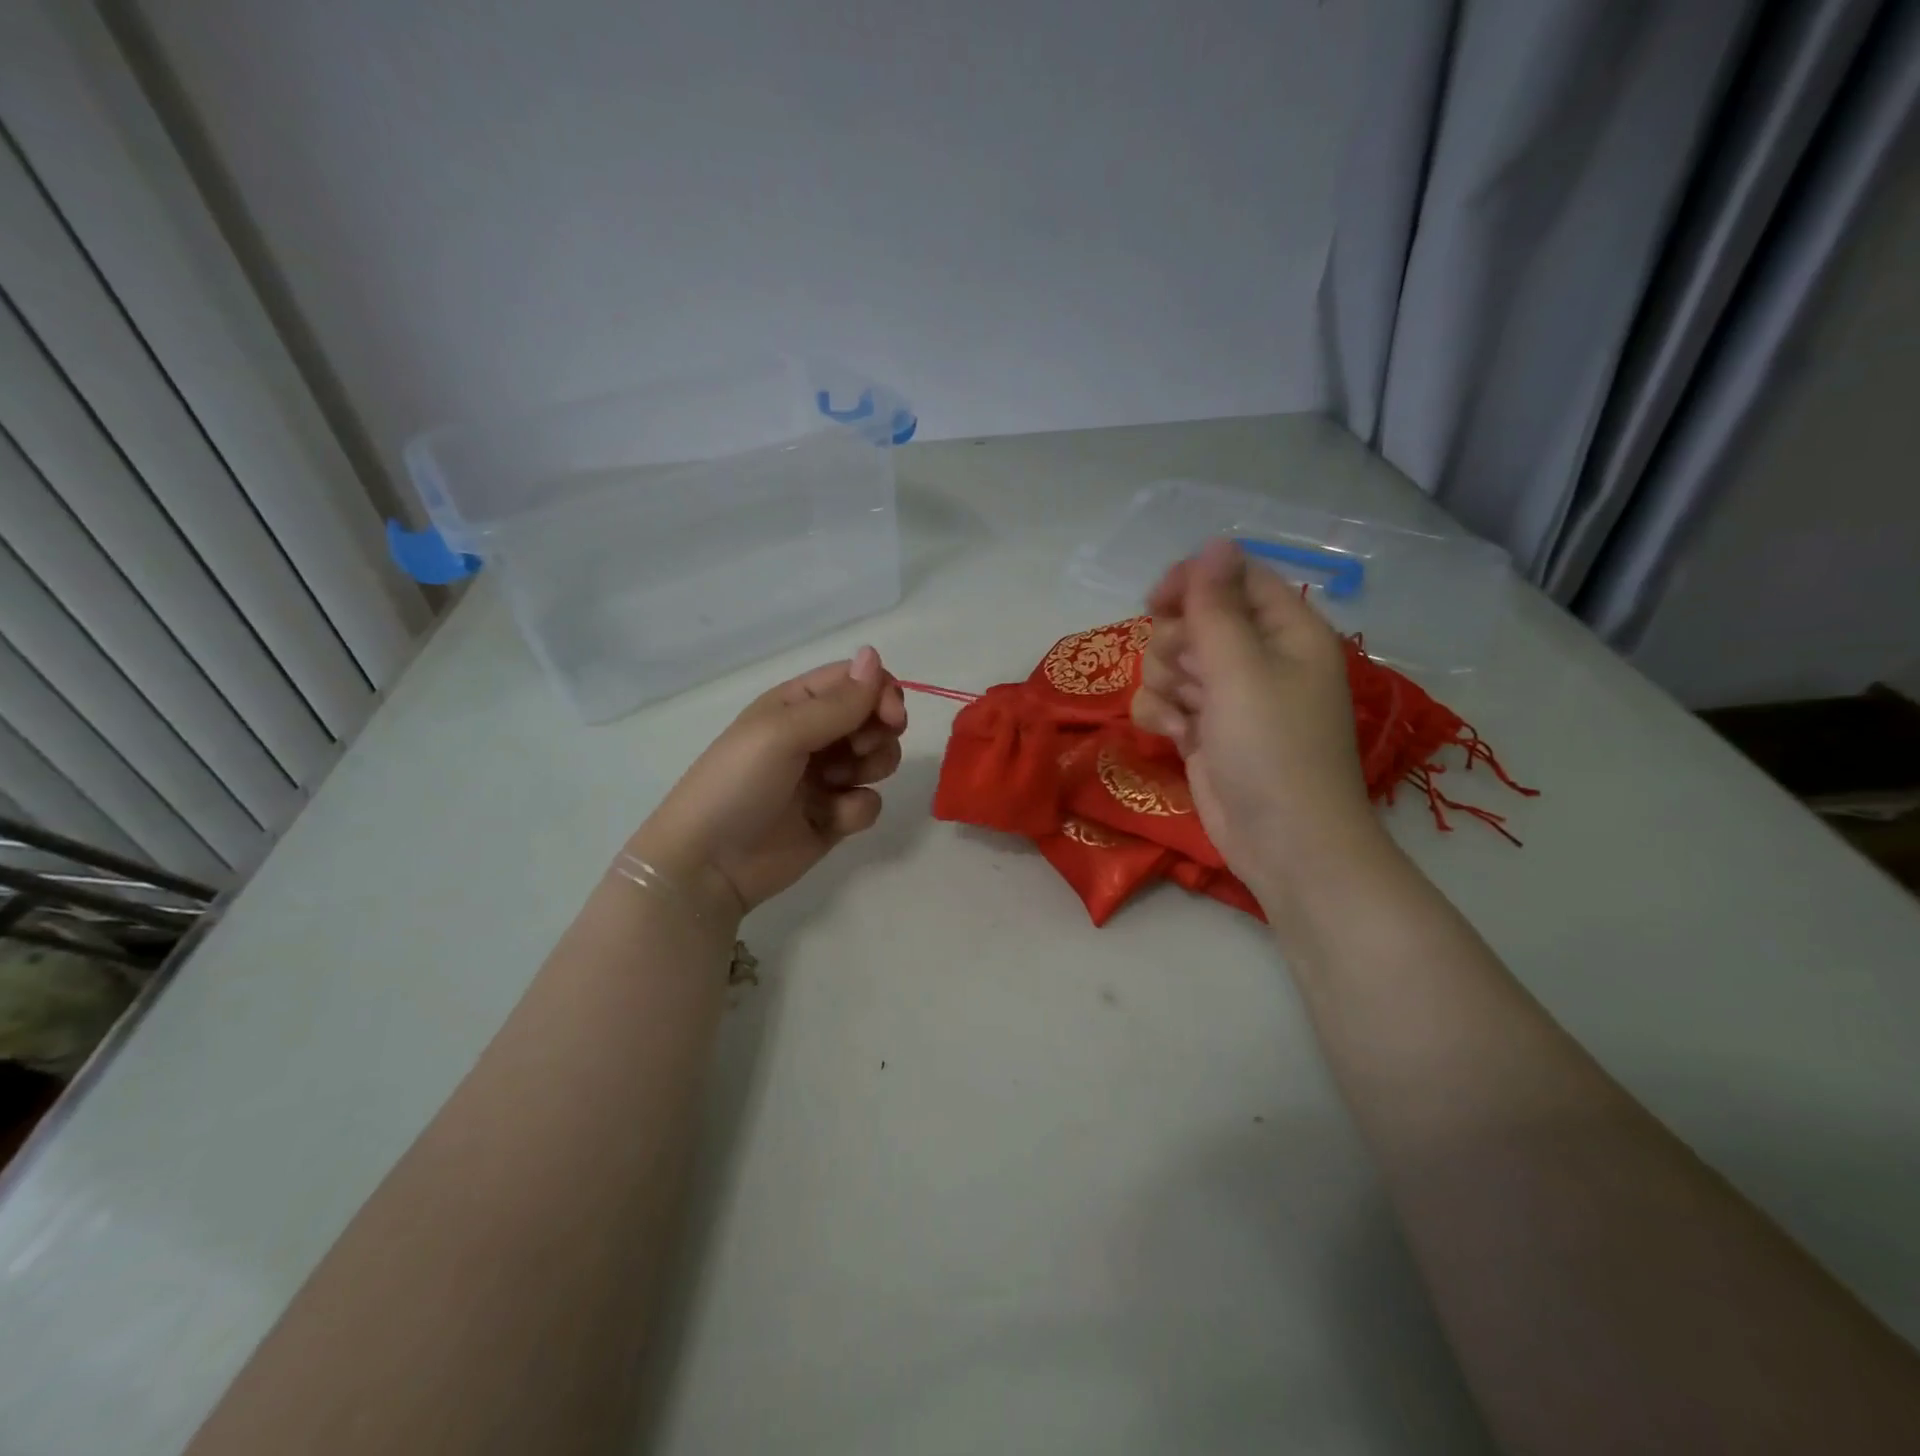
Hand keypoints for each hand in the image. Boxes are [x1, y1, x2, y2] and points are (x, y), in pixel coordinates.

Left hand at [627, 646, 907, 920]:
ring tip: (839, 784)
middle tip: (859, 752)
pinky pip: (869, 802)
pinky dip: (857, 809)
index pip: (857, 680)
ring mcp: (826, 778)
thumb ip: (837, 701)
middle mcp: (816, 736)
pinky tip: (830, 820)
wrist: (709, 865)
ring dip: (872, 768)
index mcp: (797, 704)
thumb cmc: (738, 784)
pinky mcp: (834, 818)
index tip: (892, 717)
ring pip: (879, 759)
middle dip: (880, 733)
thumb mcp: (782, 733)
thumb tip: (874, 655)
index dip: (881, 692)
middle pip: (875, 718)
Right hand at [1132, 539, 1384, 897]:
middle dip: (1176, 645)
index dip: (1193, 582)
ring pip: (1171, 662)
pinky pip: (1165, 702)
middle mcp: (1257, 658)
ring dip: (1165, 685)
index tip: (1156, 601)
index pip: (1234, 578)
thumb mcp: (1241, 669)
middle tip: (1191, 676)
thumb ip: (1217, 606)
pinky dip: (1162, 717)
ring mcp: (1228, 697)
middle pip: (1194, 619)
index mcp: (1286, 631)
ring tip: (1186, 717)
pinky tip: (1174, 738)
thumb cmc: (1272, 748)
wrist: (1282, 843)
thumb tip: (1214, 542)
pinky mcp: (1204, 731)